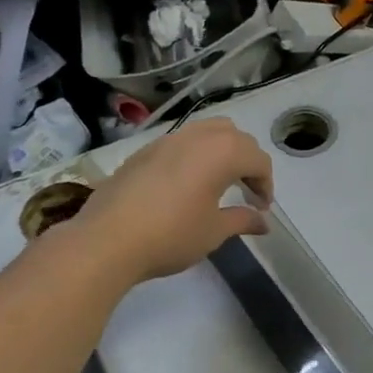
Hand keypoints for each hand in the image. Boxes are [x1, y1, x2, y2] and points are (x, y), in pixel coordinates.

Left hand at [72, 119, 273, 284]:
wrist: (107, 240)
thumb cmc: (171, 235)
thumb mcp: (214, 231)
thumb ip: (242, 220)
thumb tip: (263, 222)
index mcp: (221, 153)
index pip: (257, 160)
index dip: (266, 184)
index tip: (262, 208)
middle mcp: (196, 137)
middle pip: (235, 137)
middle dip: (248, 162)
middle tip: (247, 192)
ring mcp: (167, 141)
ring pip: (207, 132)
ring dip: (222, 152)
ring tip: (220, 182)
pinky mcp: (144, 151)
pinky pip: (181, 143)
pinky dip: (196, 155)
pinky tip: (188, 184)